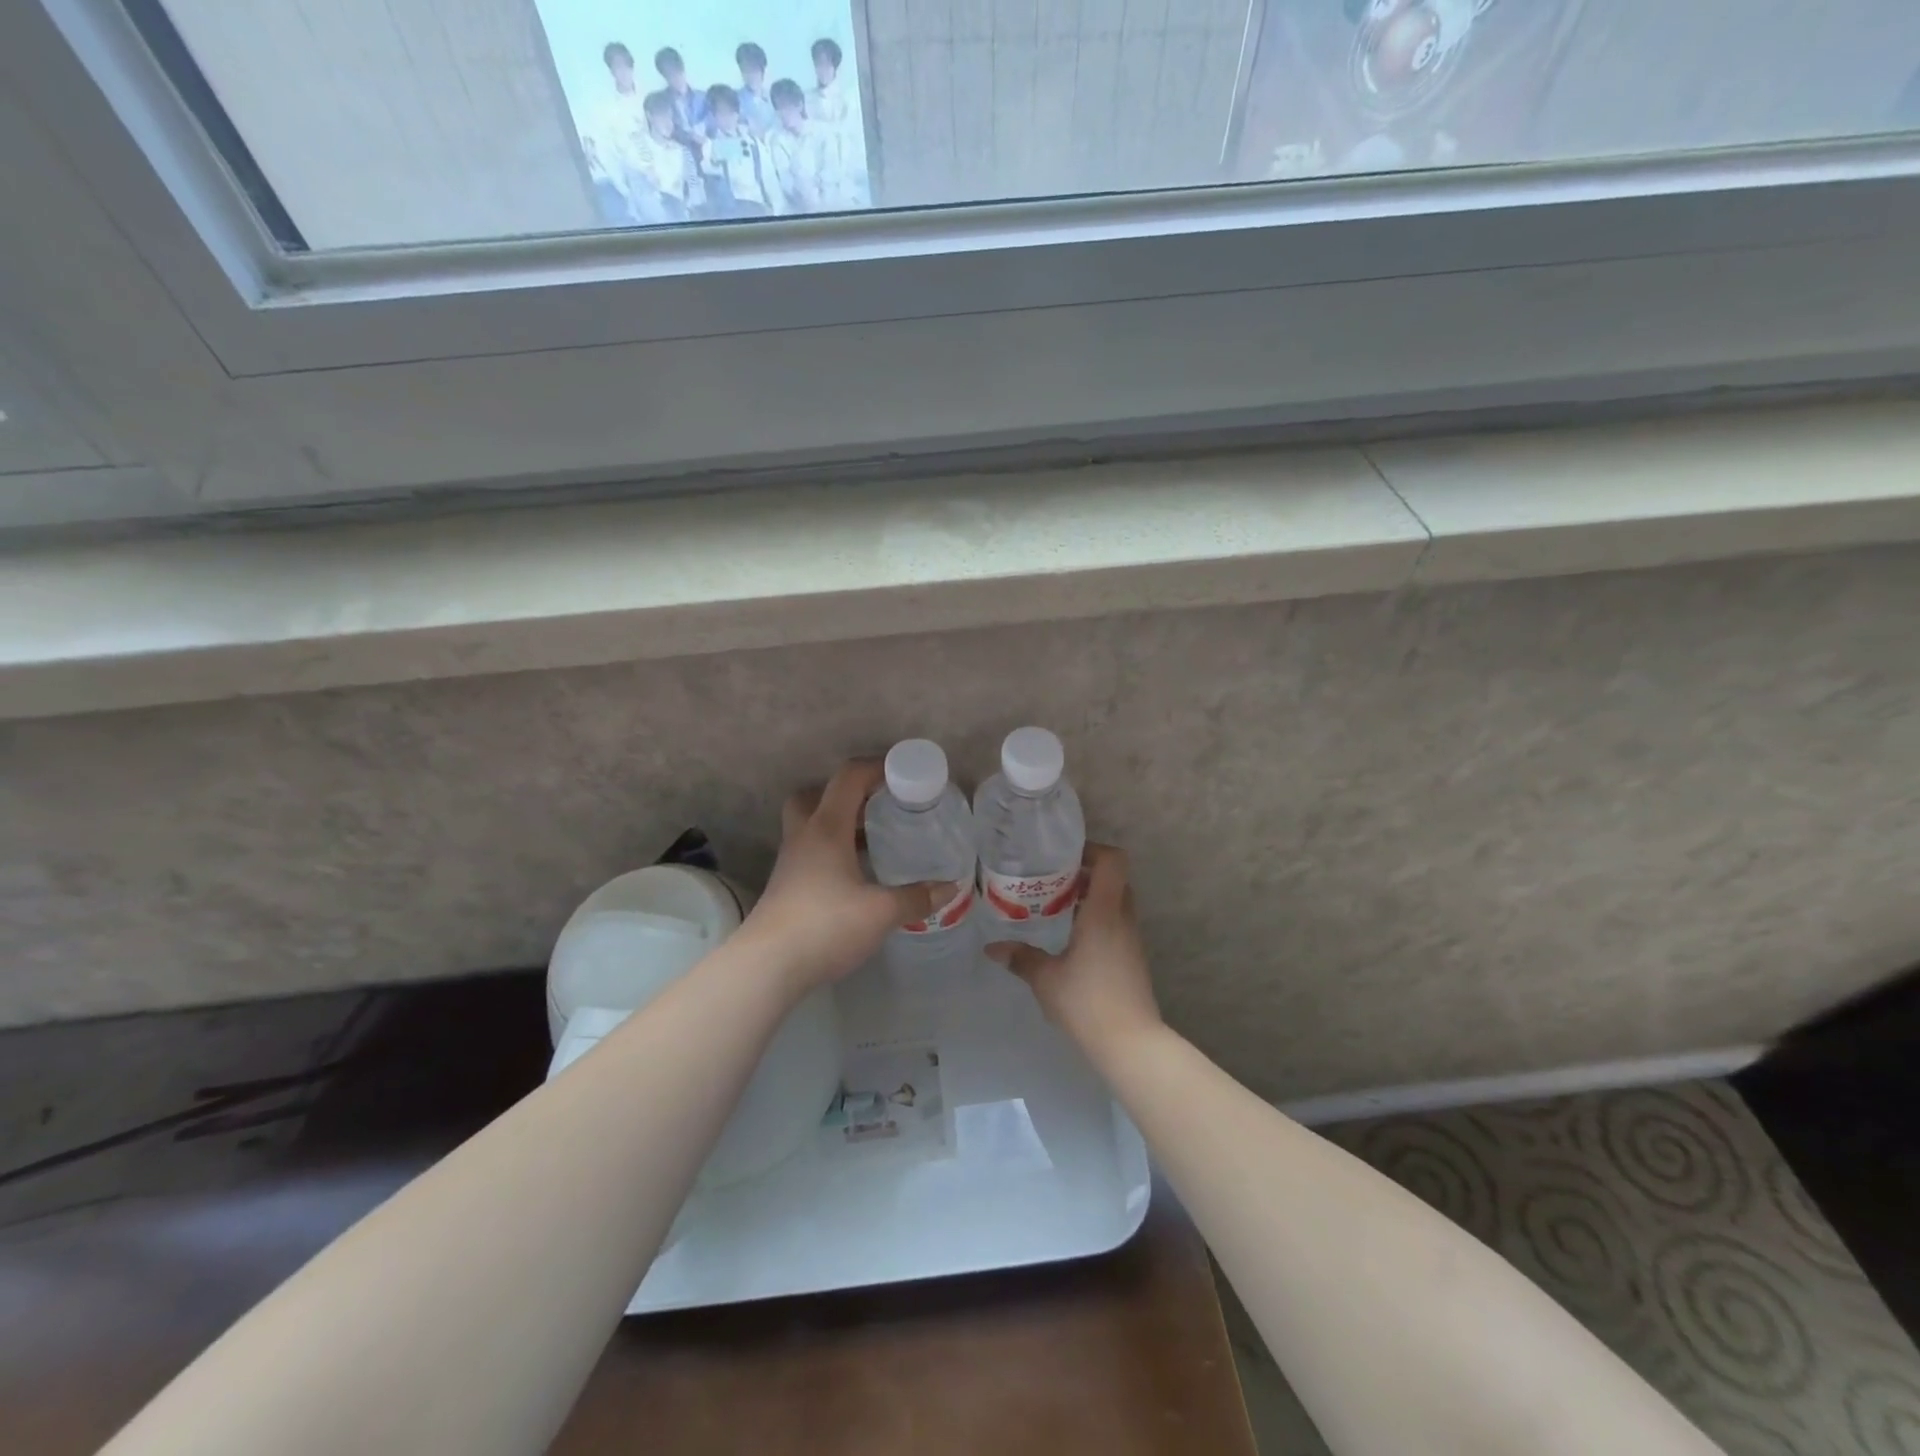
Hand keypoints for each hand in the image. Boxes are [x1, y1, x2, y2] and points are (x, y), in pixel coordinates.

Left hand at [742, 760, 950, 992]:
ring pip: (810, 825)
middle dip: (846, 793)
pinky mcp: (786, 886)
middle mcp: (804, 836)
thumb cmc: (825, 925)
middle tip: (877, 804)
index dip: (875, 767)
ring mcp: (790, 862)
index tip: (903, 772)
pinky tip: (855, 873)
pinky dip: (833, 850)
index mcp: (826, 828)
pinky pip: (811, 851)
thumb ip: (916, 898)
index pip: (848, 778)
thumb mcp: (881, 912)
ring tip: (873, 838)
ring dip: (839, 823)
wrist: (767, 966)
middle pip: (815, 795)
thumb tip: (950, 887)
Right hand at [987, 845, 1163, 1057]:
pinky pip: (1117, 922)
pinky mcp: (1132, 958)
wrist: (1130, 1043)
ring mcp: (1132, 939)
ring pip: (1117, 901)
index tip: (1065, 855)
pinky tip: (1071, 936)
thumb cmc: (1087, 1001)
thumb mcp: (1046, 978)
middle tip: (1054, 879)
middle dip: (1087, 872)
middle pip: (1114, 879)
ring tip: (1057, 905)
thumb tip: (993, 948)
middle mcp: (1123, 918)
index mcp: (1104, 912)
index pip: (1113, 861)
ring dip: (1092, 897)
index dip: (1093, 849)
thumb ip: (1020, 958)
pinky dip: (1097, 918)